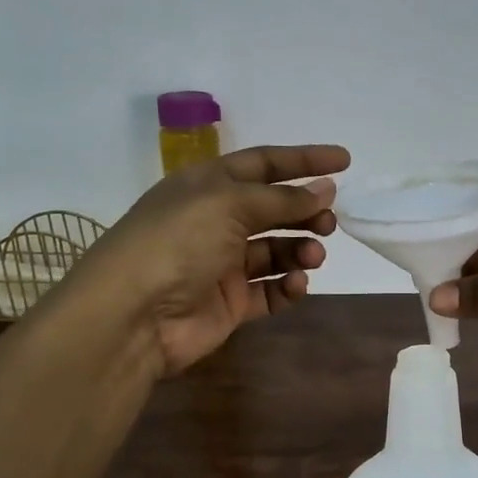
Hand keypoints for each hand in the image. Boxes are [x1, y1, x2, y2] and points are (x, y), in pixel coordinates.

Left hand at [40, 144, 348, 376]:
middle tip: (331, 221)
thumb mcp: (230, 205)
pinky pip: (271, 290)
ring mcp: (223, 263)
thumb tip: (326, 189)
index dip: (303, 161)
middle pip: (274, 208)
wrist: (132, 317)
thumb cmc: (178, 243)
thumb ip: (282, 199)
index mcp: (208, 186)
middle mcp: (216, 221)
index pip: (264, 164)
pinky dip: (289, 285)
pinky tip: (296, 283)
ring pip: (277, 250)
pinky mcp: (230, 303)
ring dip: (301, 248)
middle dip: (306, 211)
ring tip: (314, 255)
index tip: (345, 161)